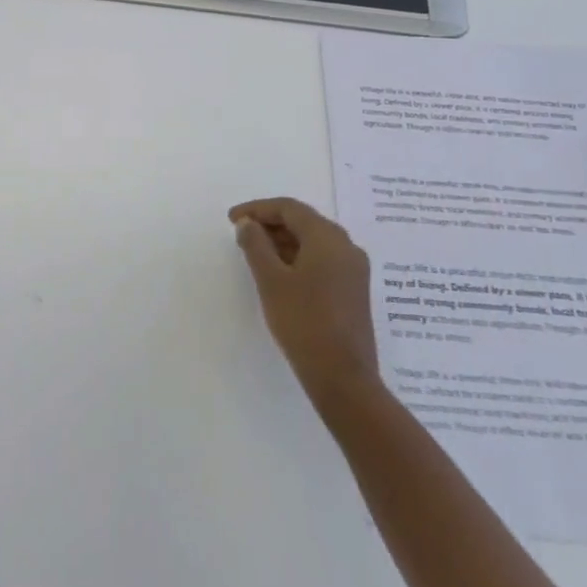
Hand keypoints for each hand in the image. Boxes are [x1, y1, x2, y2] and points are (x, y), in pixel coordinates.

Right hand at [231, 197, 379, 405]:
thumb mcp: (271, 281)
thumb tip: (247, 223)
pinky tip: (280, 274)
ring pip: (314, 242)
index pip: (289, 208)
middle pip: (304, 222)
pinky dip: (299, 258)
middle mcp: (346, 246)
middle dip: (271, 224)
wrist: (344, 378)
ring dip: (284, 242)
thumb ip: (256, 245)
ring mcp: (354, 270)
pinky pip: (323, 260)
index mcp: (328, 237)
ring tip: (256, 254)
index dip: (258, 209)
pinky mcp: (354, 290)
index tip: (232, 219)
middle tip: (242, 235)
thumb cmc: (303, 322)